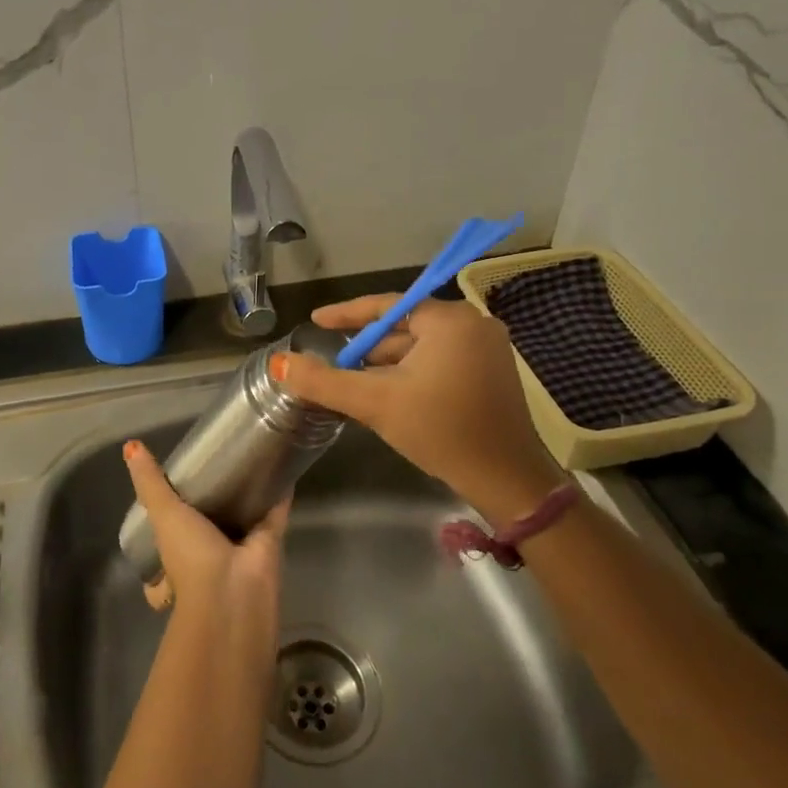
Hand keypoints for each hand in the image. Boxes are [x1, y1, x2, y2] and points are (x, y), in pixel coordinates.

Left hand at [123, 440, 288, 640]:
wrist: (234, 590)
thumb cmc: (190, 556)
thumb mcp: (163, 515)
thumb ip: (150, 482)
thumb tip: (130, 445)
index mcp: (177, 548)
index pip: (169, 531)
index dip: (170, 512)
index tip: (175, 480)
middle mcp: (207, 548)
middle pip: (209, 520)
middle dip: (212, 498)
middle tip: (217, 458)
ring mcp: (239, 545)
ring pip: (242, 514)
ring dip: (245, 493)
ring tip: (248, 454)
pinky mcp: (268, 539)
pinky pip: (274, 511)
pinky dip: (278, 491)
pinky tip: (281, 465)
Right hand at [276, 295, 566, 526]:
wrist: (507, 481)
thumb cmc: (441, 431)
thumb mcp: (375, 402)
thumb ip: (324, 380)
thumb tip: (280, 363)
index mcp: (451, 320)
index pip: (388, 306)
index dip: (347, 314)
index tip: (316, 321)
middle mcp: (474, 325)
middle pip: (405, 328)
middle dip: (369, 348)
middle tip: (335, 365)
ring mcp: (487, 349)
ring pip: (422, 348)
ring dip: (389, 364)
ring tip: (356, 384)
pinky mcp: (492, 374)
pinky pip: (440, 361)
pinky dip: (412, 374)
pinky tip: (391, 395)